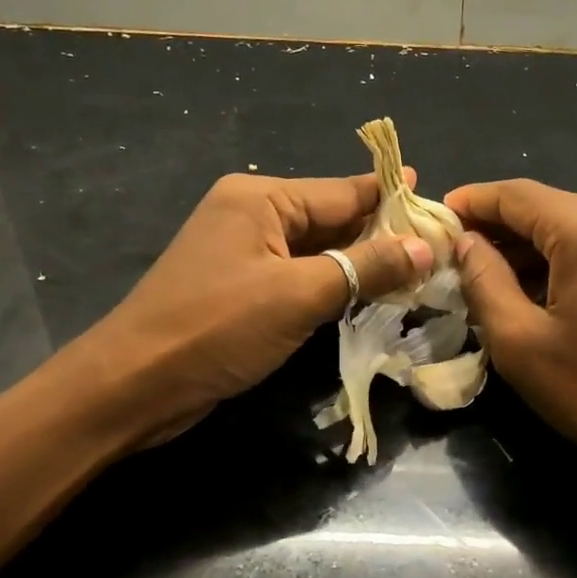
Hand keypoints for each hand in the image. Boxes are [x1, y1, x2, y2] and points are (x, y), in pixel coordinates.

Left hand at [67, 172, 433, 447]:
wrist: (135, 385)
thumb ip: (365, 268)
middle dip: (382, 235)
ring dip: (361, 264)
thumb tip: (426, 248)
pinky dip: (334, 287)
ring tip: (419, 273)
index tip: (441, 207)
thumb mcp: (298, 295)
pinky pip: (300, 278)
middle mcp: (252, 216)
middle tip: (440, 250)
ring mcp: (245, 255)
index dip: (393, 199)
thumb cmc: (216, 328)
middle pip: (332, 219)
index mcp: (261, 199)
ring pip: (318, 252)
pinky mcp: (242, 291)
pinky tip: (370, 298)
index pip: (343, 192)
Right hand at [445, 179, 576, 477]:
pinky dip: (564, 259)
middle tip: (456, 255)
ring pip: (575, 225)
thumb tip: (465, 242)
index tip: (436, 216)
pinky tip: (536, 288)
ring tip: (488, 276)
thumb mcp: (521, 343)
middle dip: (499, 228)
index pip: (517, 195)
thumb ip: (484, 281)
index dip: (472, 201)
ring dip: (530, 246)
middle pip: (548, 207)